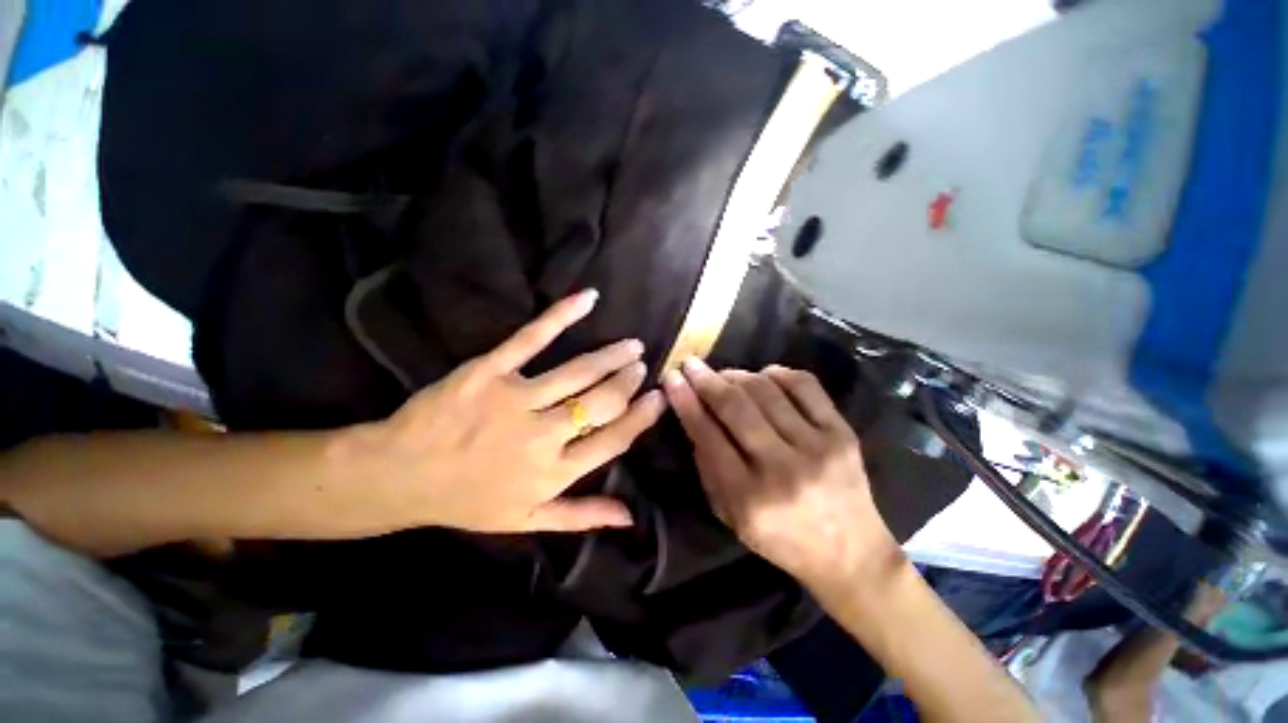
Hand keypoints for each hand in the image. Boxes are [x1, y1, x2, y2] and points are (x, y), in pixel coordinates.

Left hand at [336, 289, 666, 533]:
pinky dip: (562, 316)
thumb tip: (630, 516)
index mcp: (554, 473)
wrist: (400, 475)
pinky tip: (588, 299)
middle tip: (641, 366)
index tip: (659, 398)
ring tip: (632, 345)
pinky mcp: (489, 371)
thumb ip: (582, 516)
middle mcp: (542, 436)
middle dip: (628, 381)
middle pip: (602, 402)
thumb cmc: (468, 500)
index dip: (641, 417)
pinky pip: (532, 338)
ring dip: (611, 356)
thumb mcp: (528, 520)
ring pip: (578, 372)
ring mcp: (516, 399)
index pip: (613, 440)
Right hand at [662, 358, 896, 585]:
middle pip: (736, 407)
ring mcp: (817, 447)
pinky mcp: (842, 433)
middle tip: (691, 363)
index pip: (708, 435)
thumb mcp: (730, 516)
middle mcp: (782, 469)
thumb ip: (707, 467)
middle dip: (707, 380)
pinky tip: (765, 375)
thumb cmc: (780, 539)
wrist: (851, 553)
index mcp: (748, 498)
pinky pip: (806, 386)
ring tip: (725, 374)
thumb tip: (693, 416)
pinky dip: (780, 373)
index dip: (685, 401)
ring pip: (767, 391)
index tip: (672, 378)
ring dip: (738, 375)